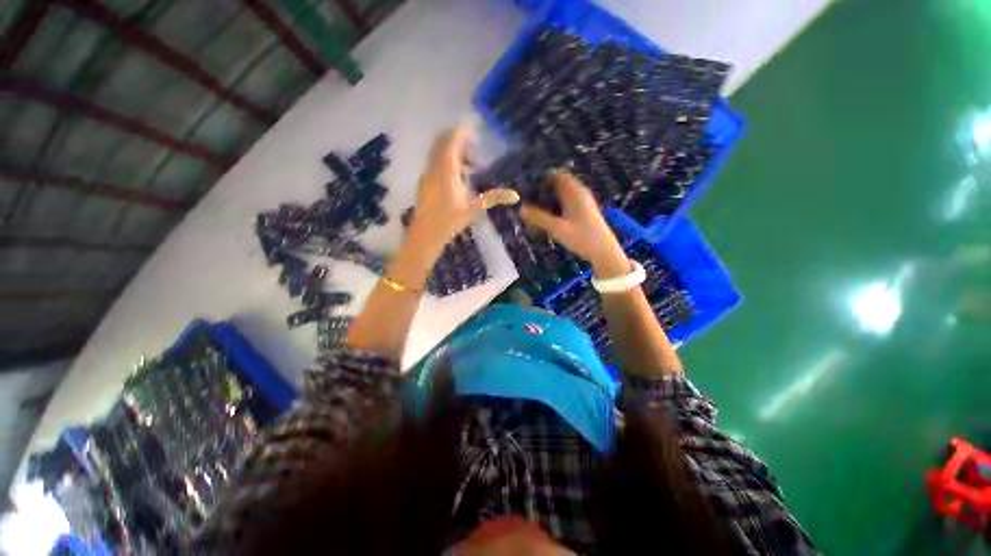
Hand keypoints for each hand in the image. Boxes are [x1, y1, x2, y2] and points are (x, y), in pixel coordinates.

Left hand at [407, 124, 481, 256]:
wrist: (424, 234)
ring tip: (469, 166)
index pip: (452, 140)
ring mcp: (426, 174)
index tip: (473, 129)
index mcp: (446, 169)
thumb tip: (515, 196)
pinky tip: (457, 179)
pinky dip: (445, 162)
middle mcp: (434, 167)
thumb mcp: (473, 208)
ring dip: (451, 152)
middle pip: (442, 142)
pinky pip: (434, 163)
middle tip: (473, 147)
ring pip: (437, 152)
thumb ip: (493, 198)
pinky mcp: (424, 183)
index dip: (462, 131)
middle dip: (457, 139)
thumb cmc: (449, 221)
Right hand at [520, 170, 630, 278]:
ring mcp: (582, 202)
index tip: (527, 184)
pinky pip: (566, 202)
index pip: (556, 174)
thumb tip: (521, 209)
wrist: (603, 251)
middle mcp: (579, 193)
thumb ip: (539, 218)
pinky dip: (555, 205)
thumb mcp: (557, 228)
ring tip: (533, 206)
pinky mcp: (583, 211)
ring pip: (562, 194)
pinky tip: (546, 216)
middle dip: (543, 189)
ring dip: (548, 198)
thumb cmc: (582, 237)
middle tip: (526, 197)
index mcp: (574, 192)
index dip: (542, 177)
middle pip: (558, 184)